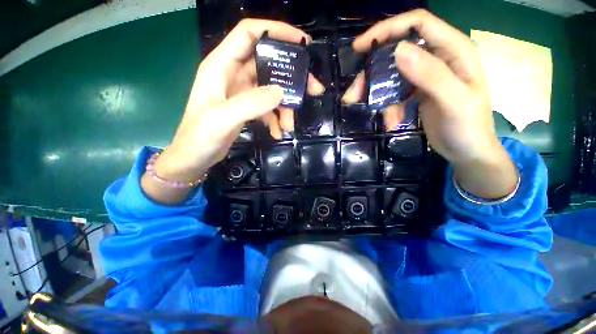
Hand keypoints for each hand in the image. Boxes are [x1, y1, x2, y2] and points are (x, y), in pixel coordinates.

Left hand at [143, 19, 323, 204]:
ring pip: (272, 89)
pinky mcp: (247, 108)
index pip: (250, 34)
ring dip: (285, 106)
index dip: (276, 31)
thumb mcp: (222, 119)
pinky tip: (278, 132)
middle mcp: (233, 74)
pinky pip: (268, 107)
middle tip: (313, 89)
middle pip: (269, 64)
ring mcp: (241, 92)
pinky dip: (276, 119)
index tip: (302, 42)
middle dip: (292, 76)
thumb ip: (250, 103)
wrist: (193, 158)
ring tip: (289, 126)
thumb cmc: (199, 137)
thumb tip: (281, 91)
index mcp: (221, 66)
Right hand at [343, 9, 516, 198]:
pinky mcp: (417, 91)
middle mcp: (439, 57)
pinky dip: (388, 107)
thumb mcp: (454, 102)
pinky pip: (395, 92)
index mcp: (454, 50)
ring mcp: (426, 75)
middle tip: (354, 94)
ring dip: (377, 94)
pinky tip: (391, 122)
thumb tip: (398, 51)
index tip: (360, 47)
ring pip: (392, 74)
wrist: (467, 152)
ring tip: (372, 113)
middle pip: (397, 53)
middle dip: (373, 73)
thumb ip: (431, 75)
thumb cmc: (468, 128)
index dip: (387, 29)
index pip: (418, 24)